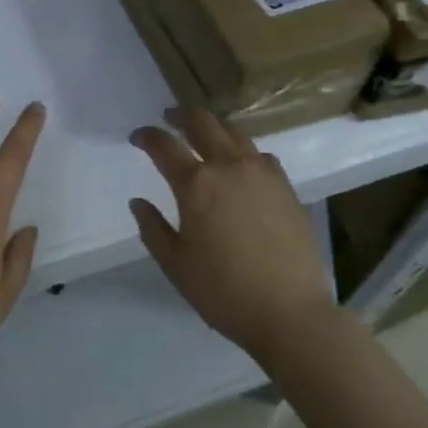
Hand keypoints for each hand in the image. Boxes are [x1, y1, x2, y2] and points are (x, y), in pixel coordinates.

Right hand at [128, 108, 335, 365]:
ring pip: (235, 132)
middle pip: (202, 123)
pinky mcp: (286, 187)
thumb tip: (138, 202)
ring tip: (203, 133)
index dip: (147, 136)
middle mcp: (229, 167)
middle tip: (168, 117)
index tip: (136, 136)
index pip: (164, 145)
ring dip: (213, 127)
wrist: (290, 313)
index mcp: (197, 184)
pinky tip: (242, 164)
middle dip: (181, 115)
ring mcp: (262, 173)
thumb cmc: (224, 292)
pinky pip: (261, 155)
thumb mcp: (176, 265)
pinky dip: (244, 150)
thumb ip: (153, 228)